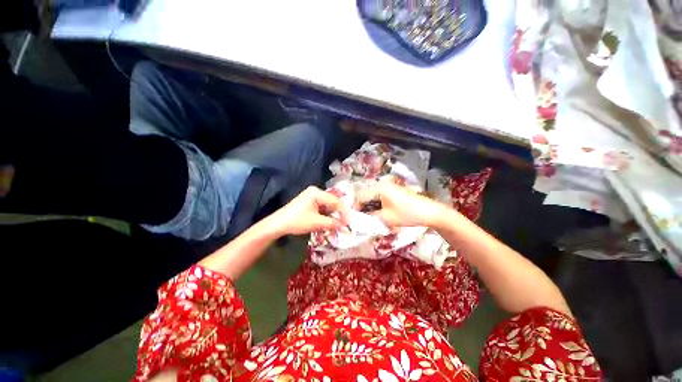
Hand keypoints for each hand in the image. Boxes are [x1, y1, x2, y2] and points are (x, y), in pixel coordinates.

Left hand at [267, 186, 348, 235]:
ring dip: (332, 216)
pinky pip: (322, 207)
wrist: (278, 224)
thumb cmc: (297, 221)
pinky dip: (326, 215)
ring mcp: (311, 196)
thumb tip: (345, 228)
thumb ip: (332, 224)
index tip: (348, 223)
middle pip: (332, 202)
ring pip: (327, 206)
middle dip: (338, 214)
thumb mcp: (316, 222)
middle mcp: (315, 191)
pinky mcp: (309, 202)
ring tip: (337, 225)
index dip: (344, 212)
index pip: (335, 201)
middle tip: (344, 225)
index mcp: (317, 192)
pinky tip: (328, 222)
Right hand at [355, 182, 446, 227]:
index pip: (360, 196)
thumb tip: (359, 217)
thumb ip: (370, 217)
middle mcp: (382, 184)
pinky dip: (376, 204)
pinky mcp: (392, 190)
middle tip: (360, 219)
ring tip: (369, 217)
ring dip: (368, 206)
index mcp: (379, 188)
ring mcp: (388, 186)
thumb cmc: (407, 214)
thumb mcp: (386, 218)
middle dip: (361, 206)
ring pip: (371, 195)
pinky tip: (378, 212)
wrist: (429, 212)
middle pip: (365, 194)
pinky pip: (379, 195)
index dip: (355, 208)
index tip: (353, 219)